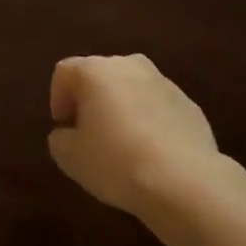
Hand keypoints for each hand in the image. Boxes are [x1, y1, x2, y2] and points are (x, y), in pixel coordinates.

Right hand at [47, 54, 219, 216]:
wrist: (184, 180)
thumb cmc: (116, 162)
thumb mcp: (71, 158)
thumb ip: (60, 139)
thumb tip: (67, 133)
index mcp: (96, 71)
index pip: (65, 72)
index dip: (57, 98)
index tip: (63, 127)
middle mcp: (129, 64)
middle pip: (100, 75)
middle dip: (91, 100)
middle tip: (89, 134)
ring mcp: (163, 81)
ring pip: (131, 88)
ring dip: (121, 108)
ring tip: (122, 144)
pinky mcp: (188, 102)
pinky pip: (157, 106)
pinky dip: (148, 120)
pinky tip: (151, 152)